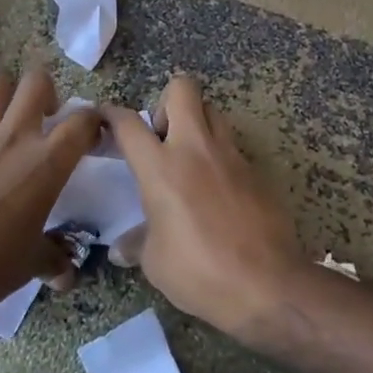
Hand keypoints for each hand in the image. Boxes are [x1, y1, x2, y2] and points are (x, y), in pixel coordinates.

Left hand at [0, 66, 99, 315]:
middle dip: (47, 91)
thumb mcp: (31, 264)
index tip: (90, 136)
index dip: (93, 121)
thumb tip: (66, 272)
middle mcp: (14, 137)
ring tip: (9, 119)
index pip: (82, 120)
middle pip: (36, 81)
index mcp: (46, 162)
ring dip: (7, 94)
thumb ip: (54, 257)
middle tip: (46, 117)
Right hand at [100, 76, 305, 338]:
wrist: (267, 284)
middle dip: (166, 101)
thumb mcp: (156, 263)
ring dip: (196, 122)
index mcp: (161, 168)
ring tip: (189, 158)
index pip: (129, 123)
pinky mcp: (254, 170)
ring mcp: (229, 155)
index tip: (105, 116)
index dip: (112, 114)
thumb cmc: (200, 272)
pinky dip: (218, 155)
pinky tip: (215, 189)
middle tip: (161, 137)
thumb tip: (120, 248)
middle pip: (182, 88)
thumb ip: (137, 244)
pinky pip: (231, 145)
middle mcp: (195, 148)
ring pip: (212, 110)